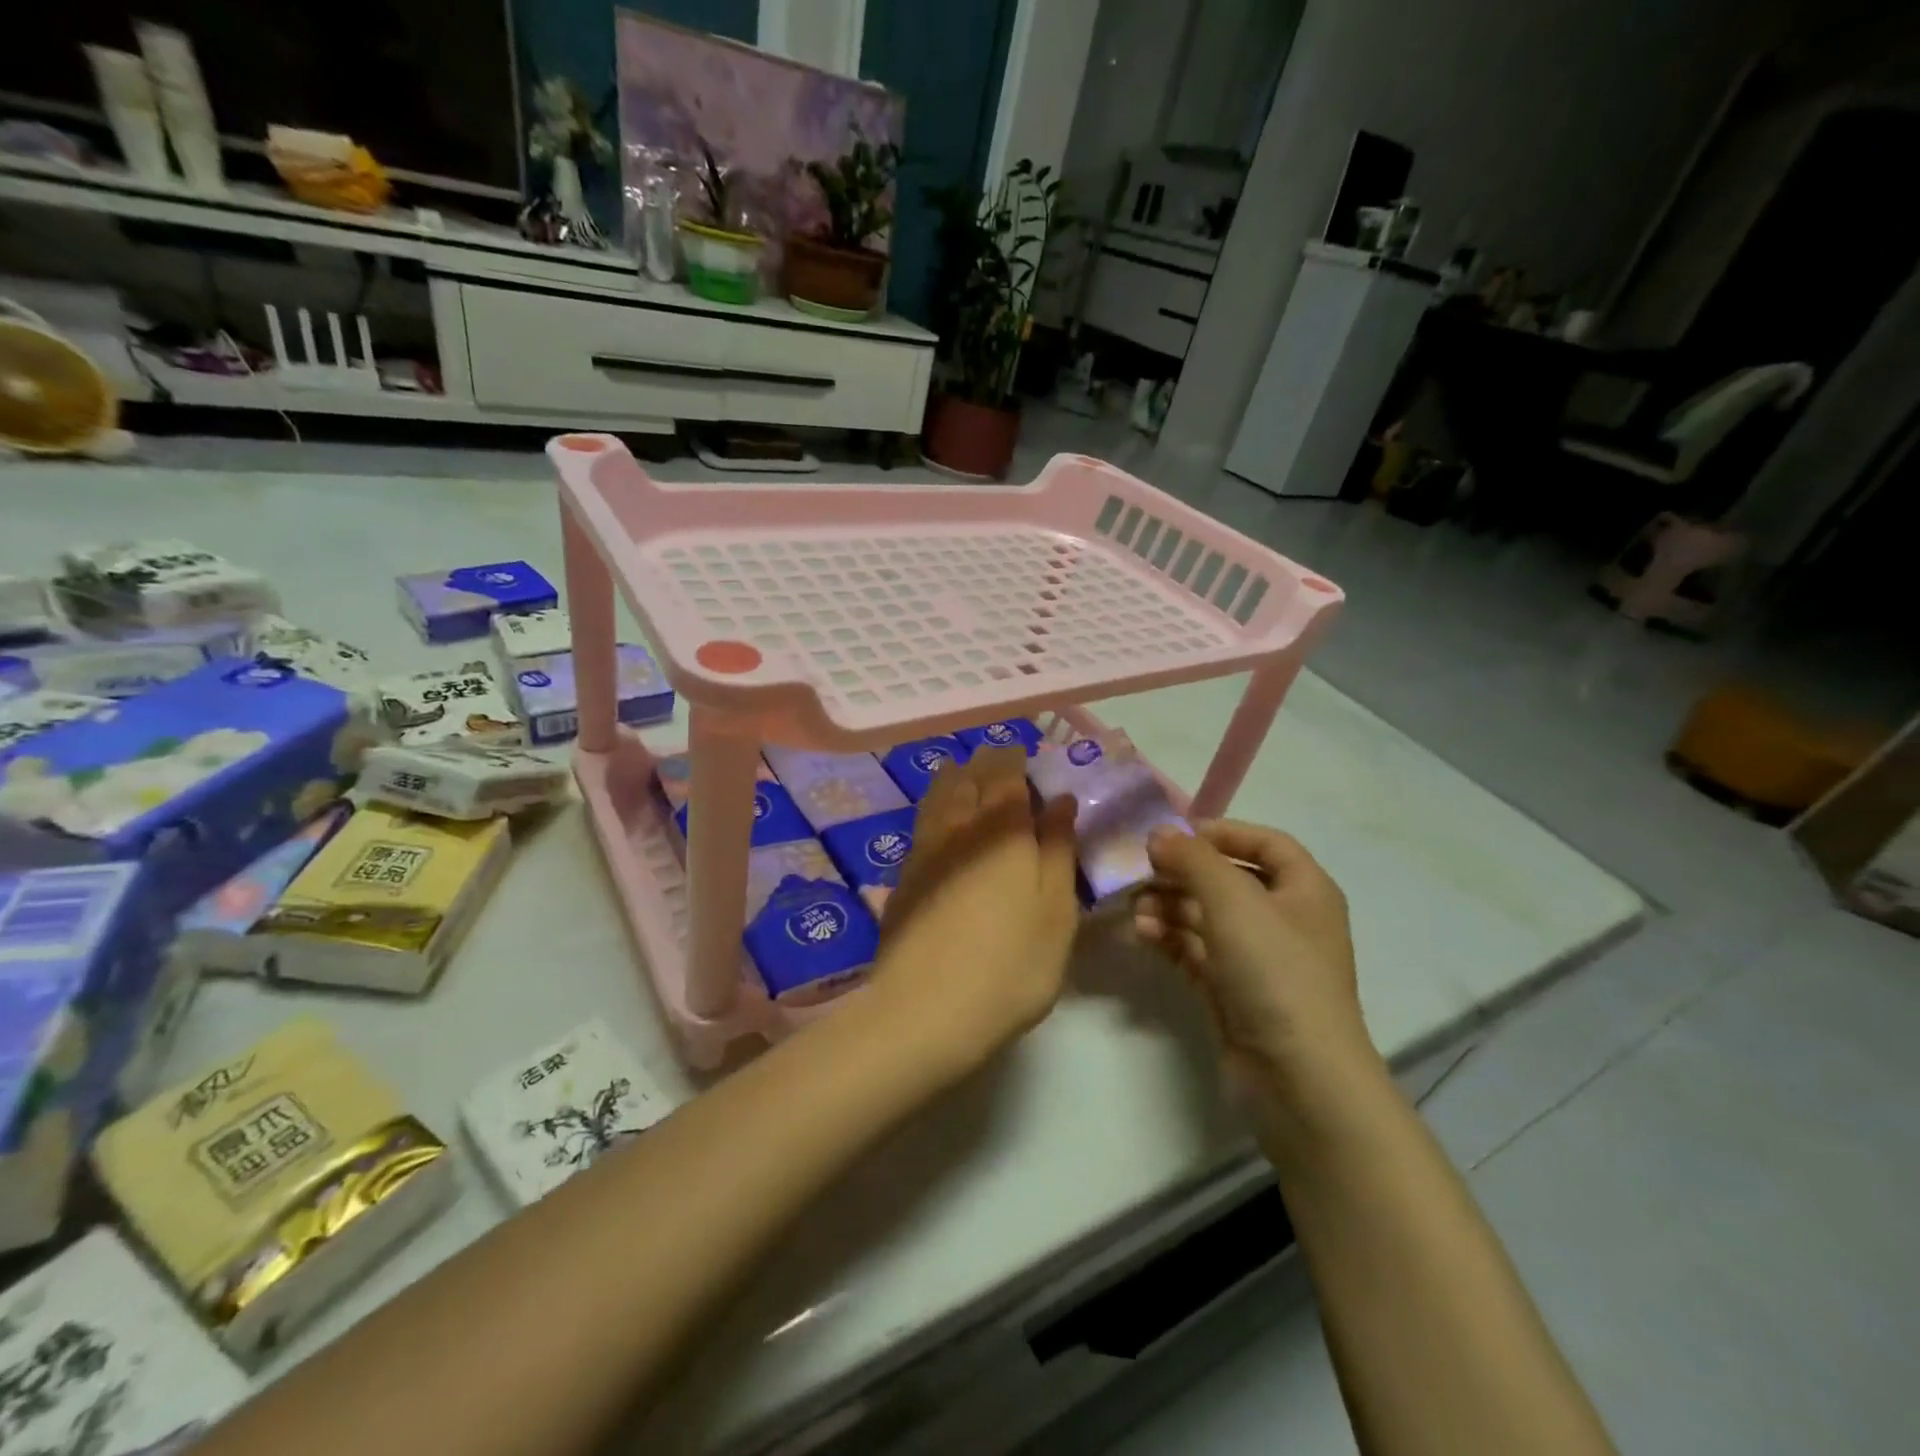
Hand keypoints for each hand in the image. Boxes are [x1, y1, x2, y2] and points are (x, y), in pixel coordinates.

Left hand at [867, 746, 1080, 1071]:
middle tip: (1001, 764)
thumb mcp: (1056, 913)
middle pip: (967, 778)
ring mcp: (924, 851)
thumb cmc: (1010, 965)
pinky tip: (942, 823)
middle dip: (984, 764)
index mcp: (1002, 829)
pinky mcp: (902, 877)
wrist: (925, 1011)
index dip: (1013, 757)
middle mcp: (958, 827)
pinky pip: (922, 823)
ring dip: (954, 780)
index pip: (1004, 773)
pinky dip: (935, 809)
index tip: (1024, 754)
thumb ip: (1058, 850)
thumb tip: (1060, 800)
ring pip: (937, 796)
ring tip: (968, 779)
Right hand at [1133, 821, 1374, 1116]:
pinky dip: (1170, 937)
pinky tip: (1142, 933)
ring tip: (1135, 906)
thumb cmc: (1274, 970)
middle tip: (1140, 870)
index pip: (1265, 842)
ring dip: (1170, 905)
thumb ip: (1192, 859)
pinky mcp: (1234, 990)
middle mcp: (1284, 919)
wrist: (1298, 1076)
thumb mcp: (1232, 900)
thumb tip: (1158, 833)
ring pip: (1207, 916)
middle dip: (1183, 872)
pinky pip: (1197, 949)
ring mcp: (1258, 958)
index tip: (1174, 833)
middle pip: (1228, 879)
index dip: (1221, 832)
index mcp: (1304, 889)